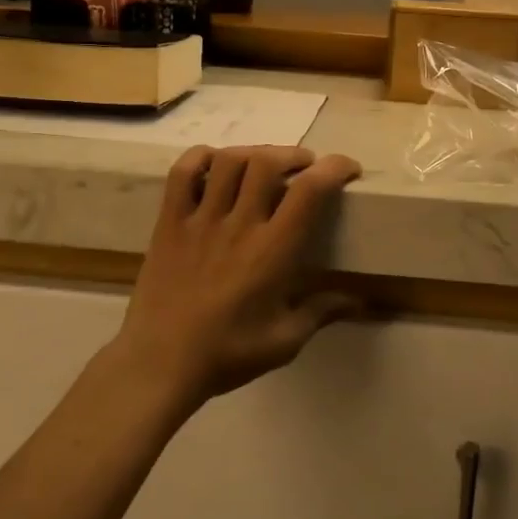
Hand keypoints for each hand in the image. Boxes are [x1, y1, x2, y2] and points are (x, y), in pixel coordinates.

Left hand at [113, 145, 361, 407]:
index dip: (333, 168)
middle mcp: (239, 225)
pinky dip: (202, 158)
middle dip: (293, 155)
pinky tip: (215, 164)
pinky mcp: (169, 223)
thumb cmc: (227, 354)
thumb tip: (358, 300)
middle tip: (303, 166)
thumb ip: (321, 312)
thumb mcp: (285, 340)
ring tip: (264, 163)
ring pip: (228, 161)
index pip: (309, 190)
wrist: (159, 365)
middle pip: (267, 162)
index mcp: (272, 251)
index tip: (347, 168)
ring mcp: (200, 220)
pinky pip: (182, 174)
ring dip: (253, 152)